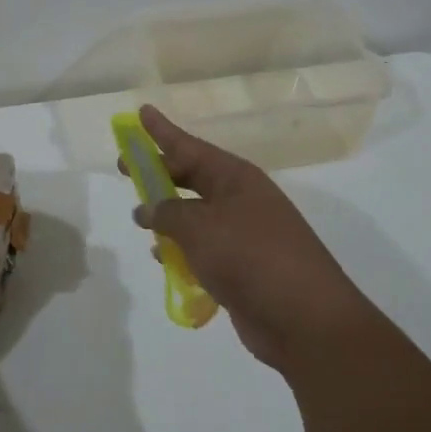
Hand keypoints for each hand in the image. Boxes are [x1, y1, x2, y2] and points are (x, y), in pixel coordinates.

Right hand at [126, 106, 372, 373]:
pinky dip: (181, 249)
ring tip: (139, 219)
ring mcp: (243, 234)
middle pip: (191, 177)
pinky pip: (202, 248)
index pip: (190, 146)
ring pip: (195, 214)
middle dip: (158, 173)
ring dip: (168, 215)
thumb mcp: (200, 228)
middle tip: (125, 168)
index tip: (141, 112)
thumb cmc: (251, 257)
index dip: (162, 131)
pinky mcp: (242, 267)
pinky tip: (161, 258)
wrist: (305, 319)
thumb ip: (167, 213)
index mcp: (235, 179)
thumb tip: (149, 209)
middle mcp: (240, 200)